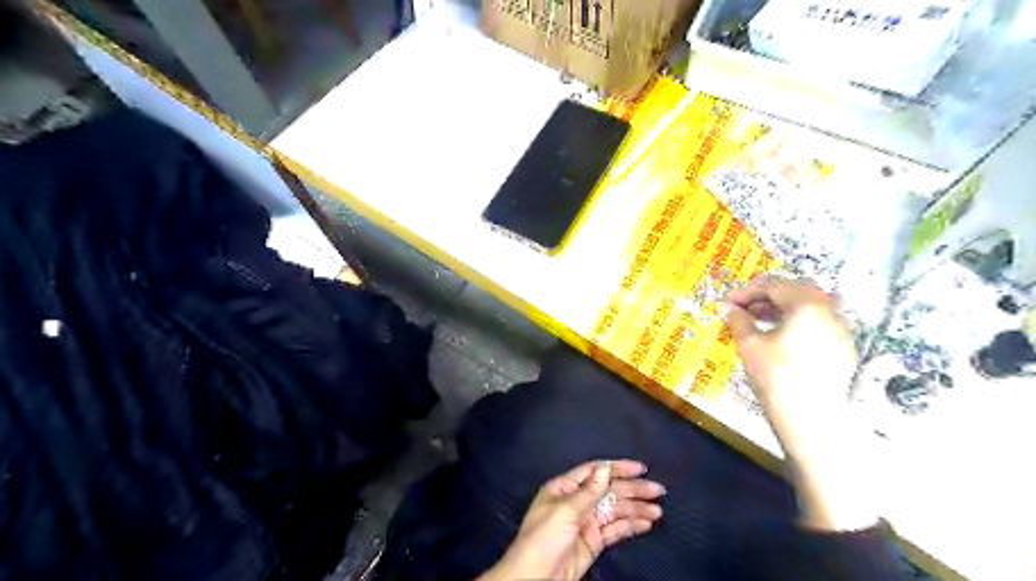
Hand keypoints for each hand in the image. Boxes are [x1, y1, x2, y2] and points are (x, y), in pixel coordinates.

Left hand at [478, 461, 661, 577]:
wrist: (534, 579)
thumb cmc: (544, 538)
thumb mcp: (565, 511)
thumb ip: (588, 492)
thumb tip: (605, 468)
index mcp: (565, 488)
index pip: (595, 471)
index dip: (618, 468)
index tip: (641, 469)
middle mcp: (577, 501)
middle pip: (609, 490)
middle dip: (633, 489)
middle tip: (658, 490)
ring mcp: (586, 521)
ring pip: (615, 510)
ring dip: (636, 508)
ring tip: (657, 510)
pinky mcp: (593, 541)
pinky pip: (615, 529)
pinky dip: (631, 526)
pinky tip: (646, 523)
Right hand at [723, 277, 876, 530]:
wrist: (811, 419)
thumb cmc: (776, 377)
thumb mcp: (750, 345)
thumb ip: (738, 320)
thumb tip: (726, 307)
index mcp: (808, 304)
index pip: (774, 286)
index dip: (747, 291)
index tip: (728, 302)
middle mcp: (830, 311)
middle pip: (796, 291)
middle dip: (766, 297)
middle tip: (743, 308)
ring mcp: (841, 330)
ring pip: (809, 307)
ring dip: (781, 309)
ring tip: (757, 321)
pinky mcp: (843, 349)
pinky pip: (817, 324)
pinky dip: (796, 323)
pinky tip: (779, 338)